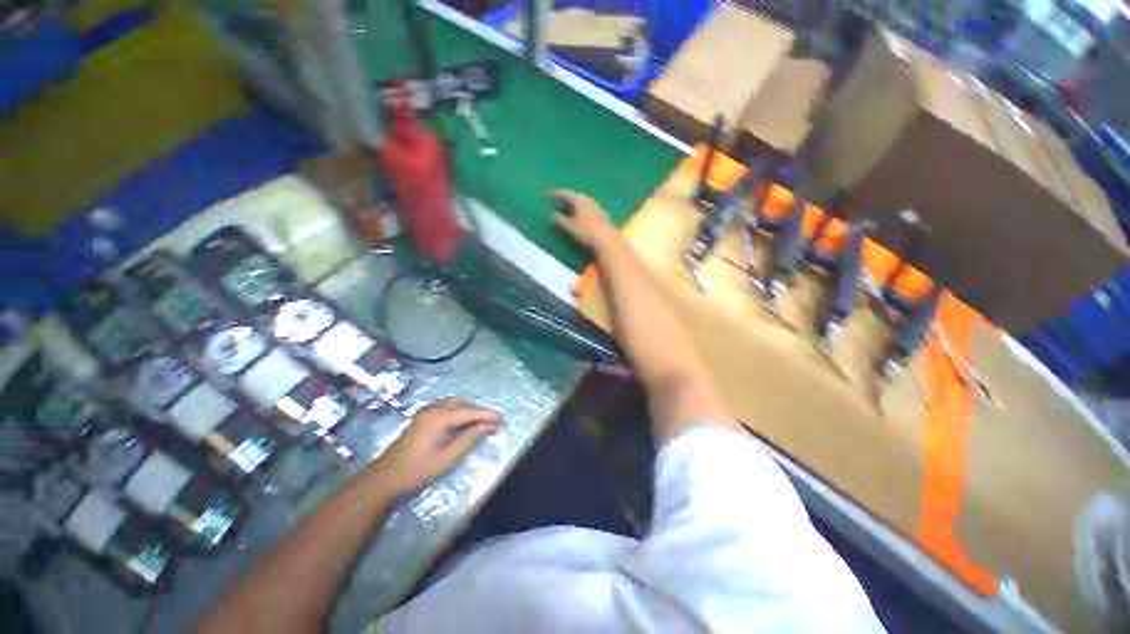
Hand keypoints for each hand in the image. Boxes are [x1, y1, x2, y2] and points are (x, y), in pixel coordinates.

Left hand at [373, 398, 501, 495]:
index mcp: (439, 417)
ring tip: (481, 423)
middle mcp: (433, 408)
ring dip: (469, 410)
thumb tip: (489, 426)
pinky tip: (463, 422)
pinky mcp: (422, 416)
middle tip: (494, 423)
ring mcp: (426, 411)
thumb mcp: (447, 458)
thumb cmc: (417, 471)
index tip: (503, 419)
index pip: (470, 411)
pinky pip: (447, 406)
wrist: (384, 478)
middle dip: (479, 411)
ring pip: (455, 403)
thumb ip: (470, 439)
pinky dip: (459, 411)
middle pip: (463, 404)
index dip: (487, 415)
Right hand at [549, 190, 617, 252]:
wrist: (607, 240)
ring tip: (567, 210)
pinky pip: (588, 210)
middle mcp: (589, 200)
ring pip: (583, 203)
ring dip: (575, 206)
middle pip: (575, 197)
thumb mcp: (570, 227)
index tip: (546, 196)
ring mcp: (597, 207)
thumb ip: (560, 220)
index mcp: (579, 200)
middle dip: (566, 199)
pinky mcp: (602, 216)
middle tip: (557, 202)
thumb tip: (552, 215)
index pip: (565, 193)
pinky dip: (582, 212)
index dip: (555, 194)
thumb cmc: (586, 232)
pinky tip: (580, 218)